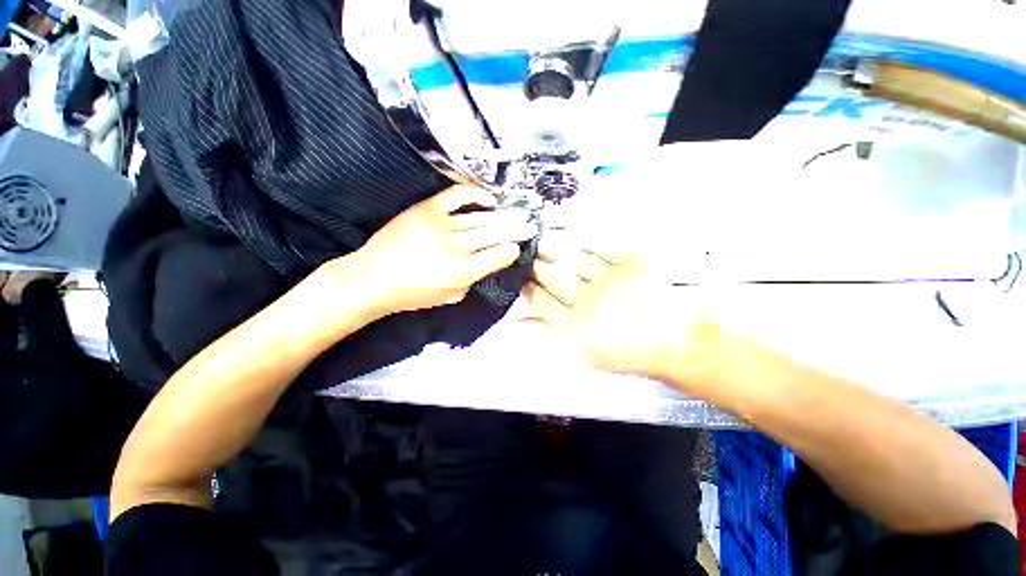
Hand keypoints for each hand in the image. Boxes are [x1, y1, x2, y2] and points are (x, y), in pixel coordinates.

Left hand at [350, 186, 535, 314]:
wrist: (372, 278)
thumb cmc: (412, 294)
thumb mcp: (450, 296)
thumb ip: (473, 279)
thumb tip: (488, 261)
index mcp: (462, 272)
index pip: (497, 256)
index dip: (511, 250)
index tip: (518, 247)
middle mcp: (455, 247)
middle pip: (493, 234)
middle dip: (515, 229)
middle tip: (530, 224)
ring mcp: (441, 225)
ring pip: (480, 218)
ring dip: (503, 216)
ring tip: (518, 212)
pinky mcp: (427, 209)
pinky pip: (457, 196)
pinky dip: (476, 194)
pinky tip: (489, 198)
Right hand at [523, 239, 687, 377]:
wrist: (675, 344)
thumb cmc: (627, 354)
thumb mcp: (584, 354)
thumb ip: (552, 335)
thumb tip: (522, 321)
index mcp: (575, 322)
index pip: (542, 300)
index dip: (529, 288)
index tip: (521, 278)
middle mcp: (587, 298)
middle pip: (554, 276)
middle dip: (537, 264)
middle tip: (527, 252)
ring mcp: (608, 279)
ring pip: (573, 259)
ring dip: (556, 248)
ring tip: (543, 239)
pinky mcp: (630, 265)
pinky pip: (605, 248)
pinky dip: (589, 240)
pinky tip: (578, 235)